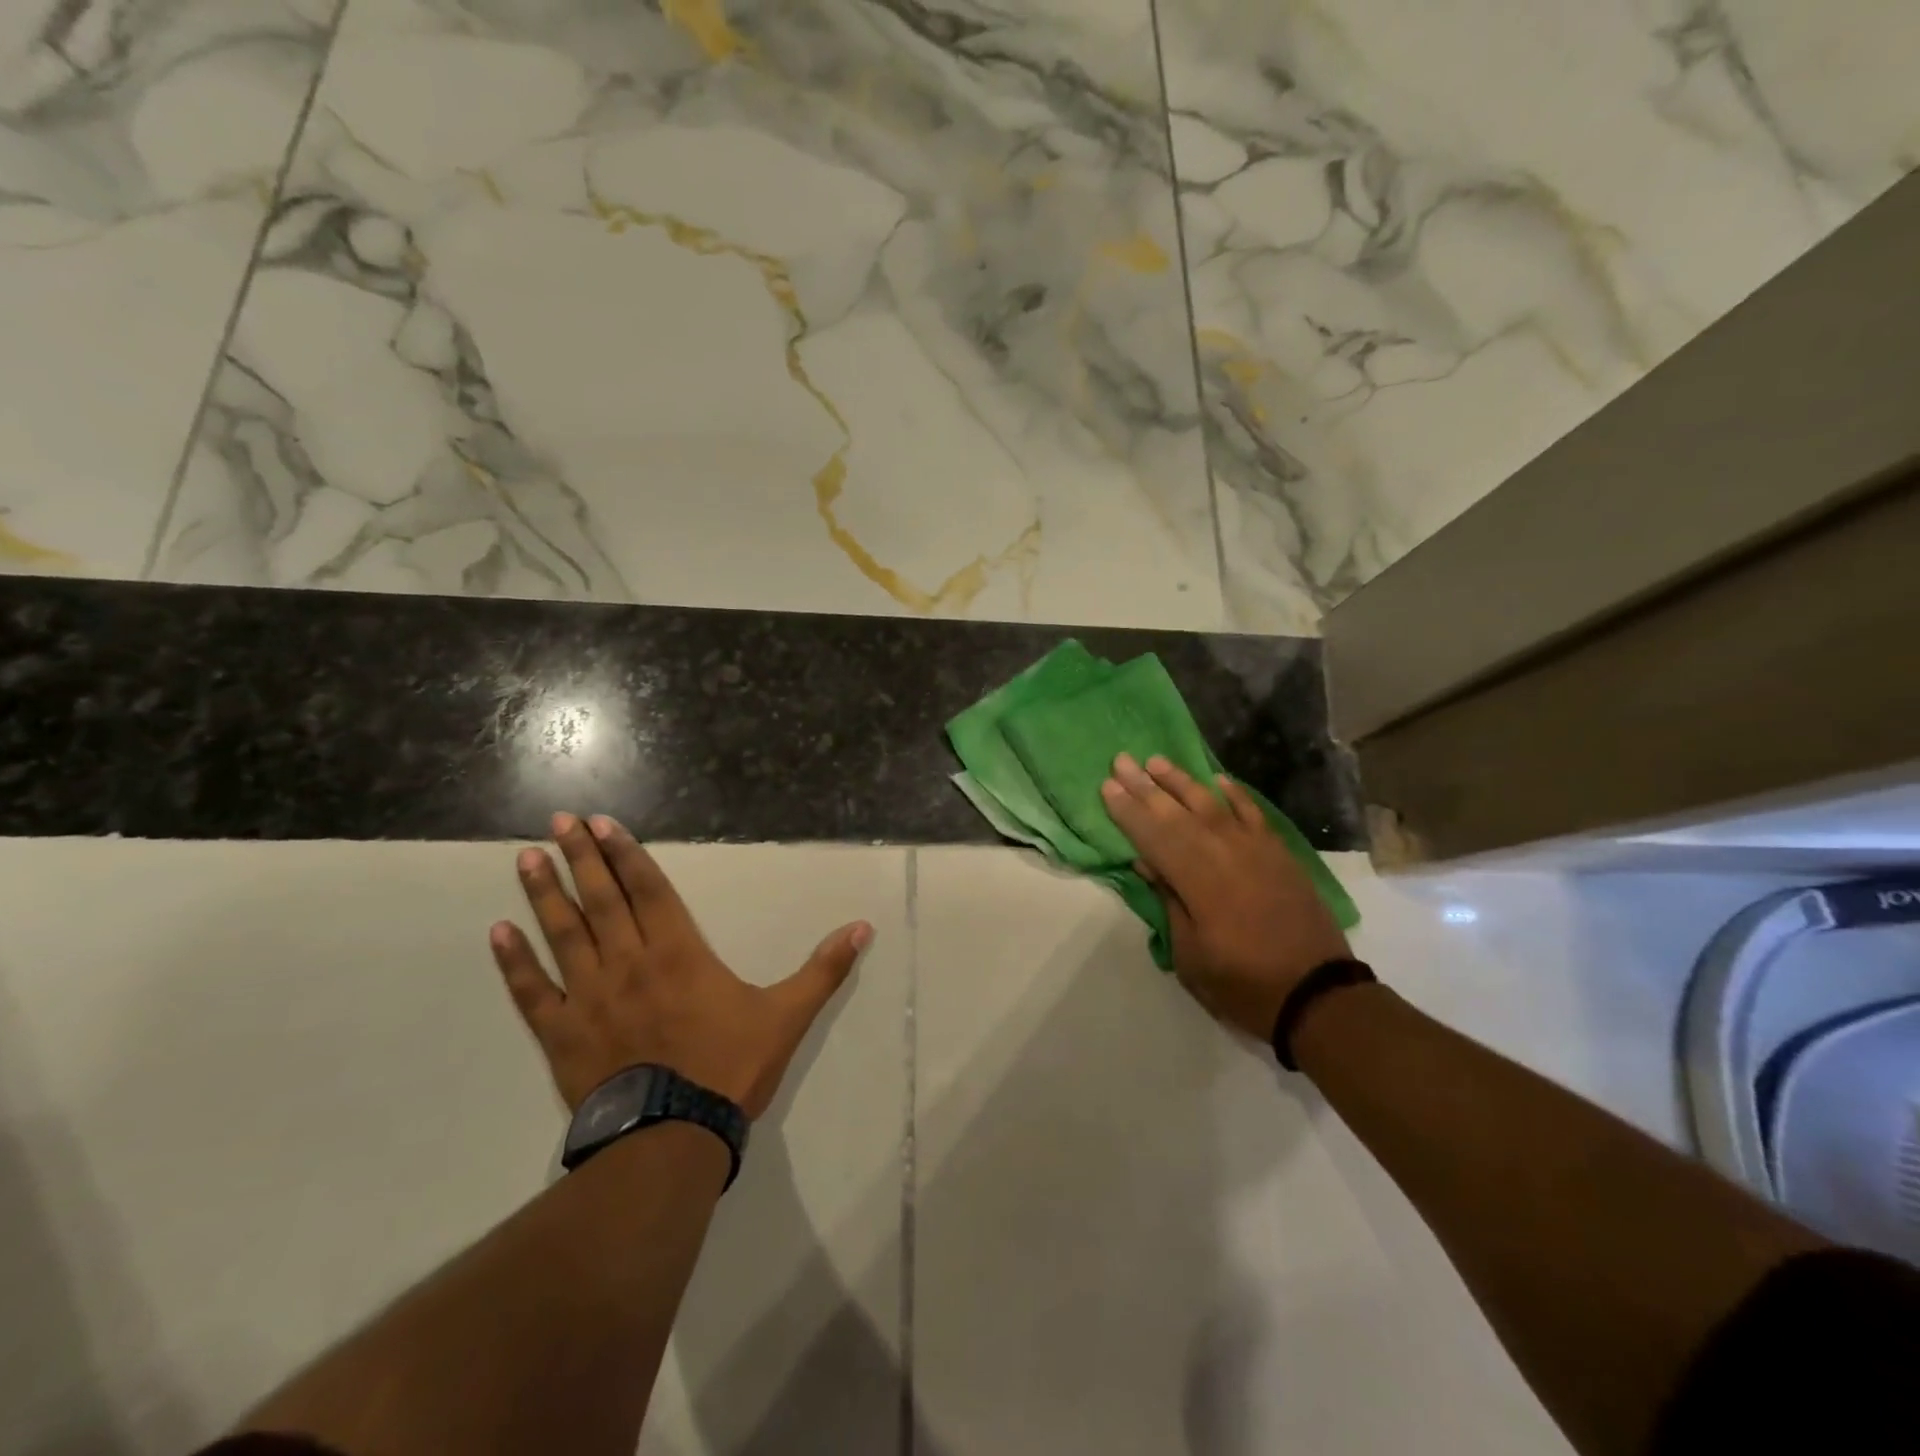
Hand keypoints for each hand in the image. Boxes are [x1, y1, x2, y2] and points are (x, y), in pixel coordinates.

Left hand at [489, 812, 872, 1115]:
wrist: (674, 1138)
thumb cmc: (730, 1067)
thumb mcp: (788, 1014)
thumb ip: (824, 969)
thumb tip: (864, 927)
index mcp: (679, 952)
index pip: (648, 889)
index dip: (626, 853)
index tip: (601, 825)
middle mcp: (629, 962)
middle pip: (601, 899)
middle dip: (580, 857)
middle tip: (558, 821)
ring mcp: (590, 997)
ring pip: (563, 934)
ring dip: (544, 894)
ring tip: (525, 858)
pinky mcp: (562, 1035)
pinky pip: (532, 993)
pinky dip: (514, 964)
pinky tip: (497, 934)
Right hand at [1101, 754, 1350, 1041]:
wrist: (1317, 993)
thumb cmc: (1243, 982)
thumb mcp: (1191, 955)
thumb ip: (1169, 902)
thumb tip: (1146, 862)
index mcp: (1197, 880)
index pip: (1153, 836)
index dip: (1128, 811)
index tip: (1107, 786)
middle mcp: (1223, 853)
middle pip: (1177, 813)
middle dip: (1145, 786)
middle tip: (1121, 760)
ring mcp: (1255, 849)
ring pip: (1212, 804)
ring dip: (1182, 781)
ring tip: (1157, 761)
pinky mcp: (1278, 853)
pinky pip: (1253, 813)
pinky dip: (1235, 794)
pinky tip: (1218, 780)